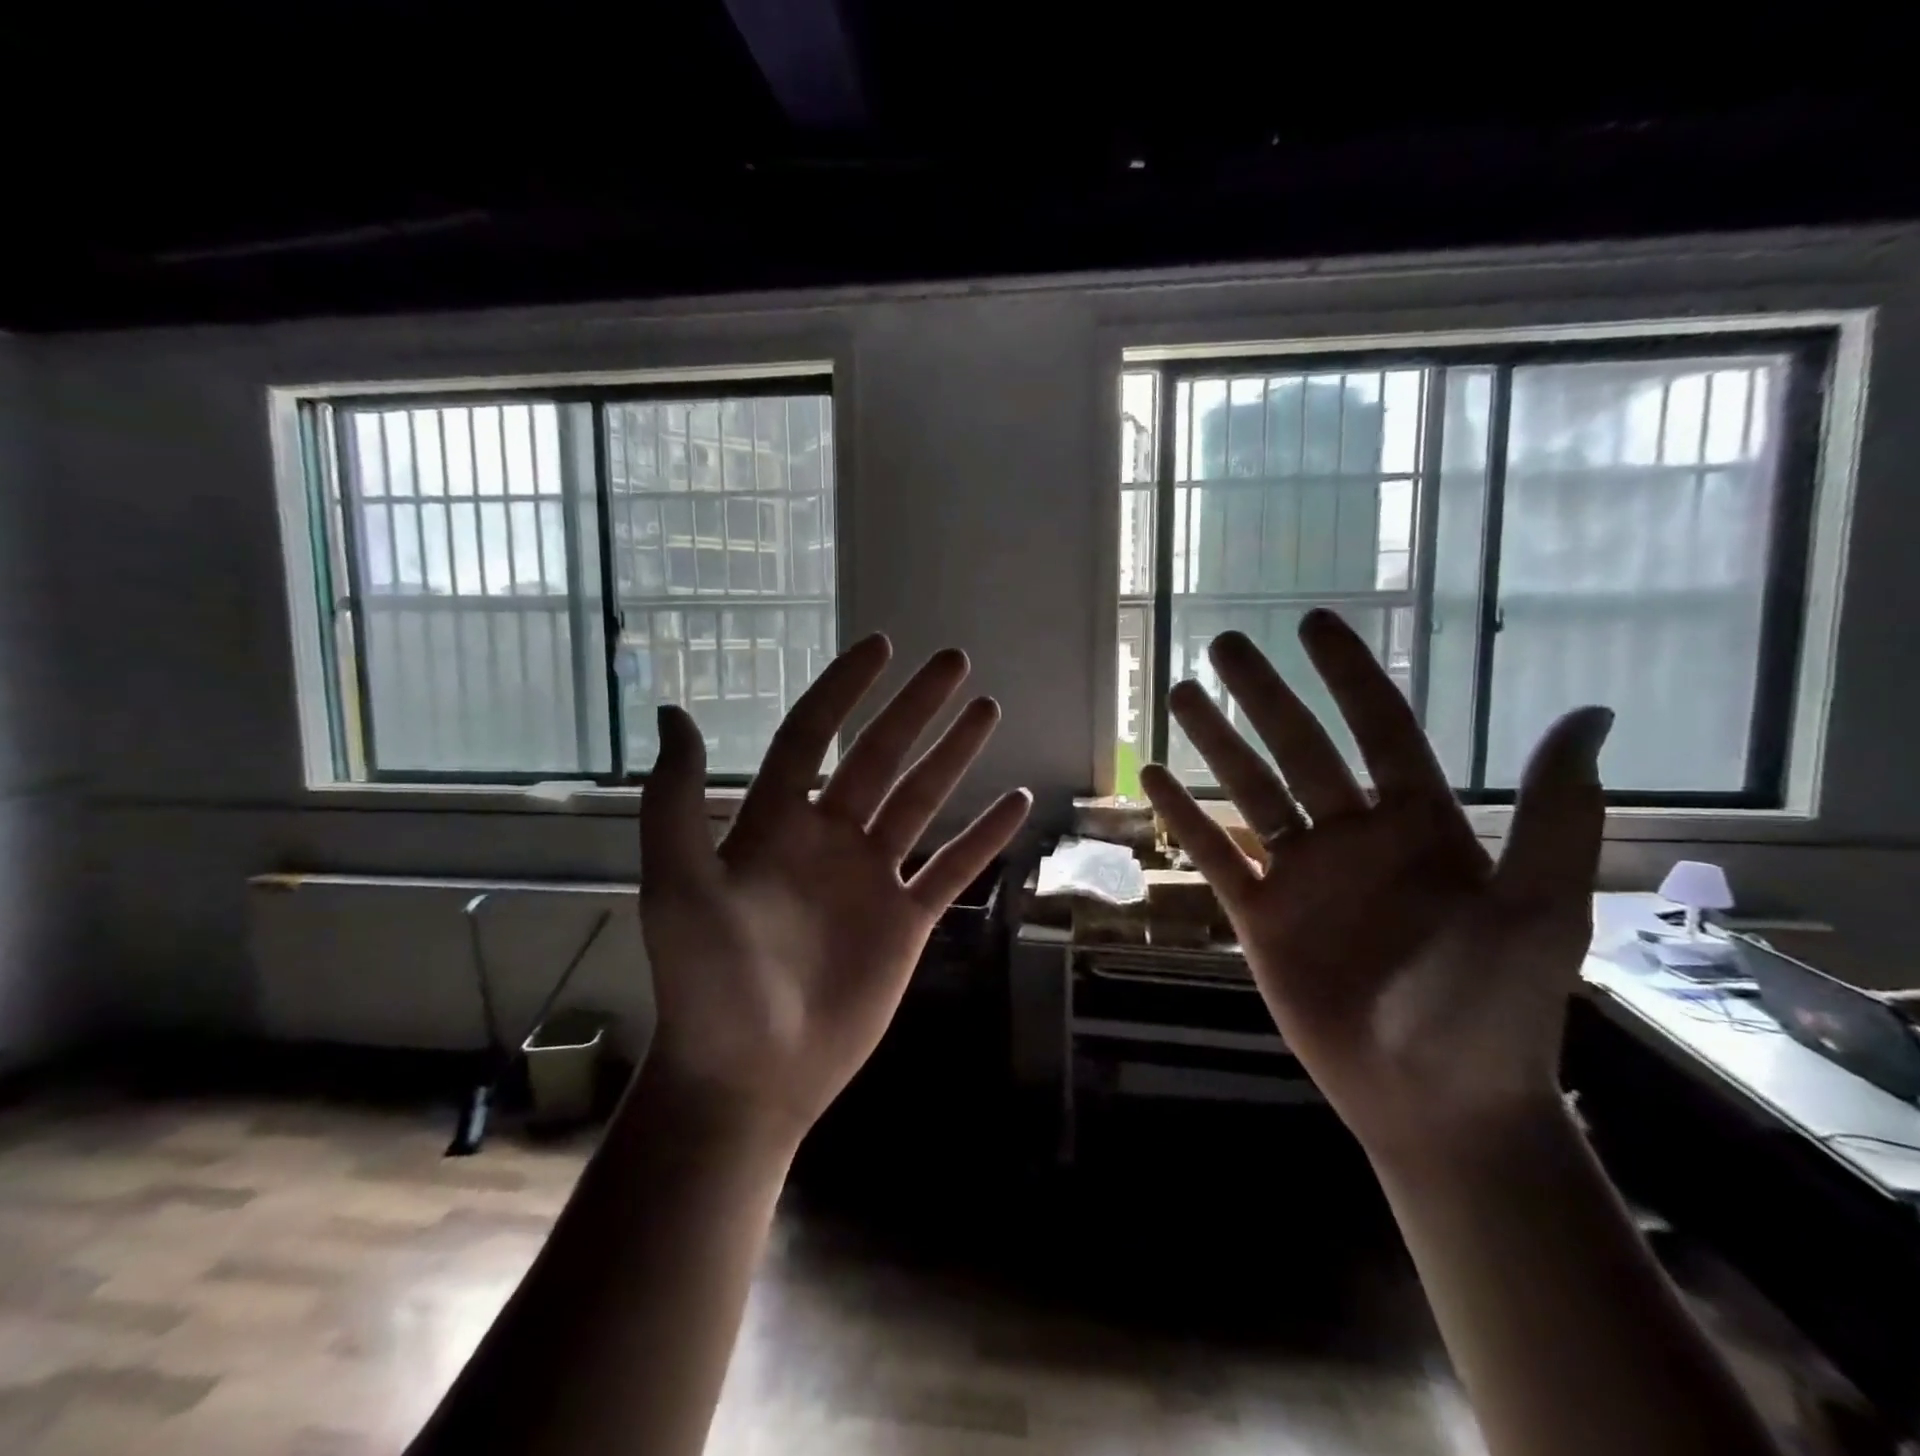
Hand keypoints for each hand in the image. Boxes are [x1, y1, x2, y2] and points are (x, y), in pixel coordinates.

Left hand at [638, 635, 1031, 1142]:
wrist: (750, 1076)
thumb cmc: (708, 983)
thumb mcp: (678, 887)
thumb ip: (675, 803)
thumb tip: (675, 712)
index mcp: (775, 824)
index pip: (812, 737)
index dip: (843, 690)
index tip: (880, 647)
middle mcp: (828, 839)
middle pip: (879, 757)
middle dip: (915, 708)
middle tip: (954, 662)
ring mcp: (871, 879)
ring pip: (921, 801)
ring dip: (954, 756)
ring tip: (987, 710)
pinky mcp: (906, 921)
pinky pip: (951, 868)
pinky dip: (982, 837)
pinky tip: (1015, 802)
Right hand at [1139, 610, 1611, 1160]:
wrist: (1434, 1102)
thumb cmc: (1493, 1009)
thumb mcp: (1537, 912)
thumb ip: (1552, 816)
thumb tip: (1586, 713)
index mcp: (1417, 825)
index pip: (1378, 729)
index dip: (1347, 675)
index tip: (1313, 624)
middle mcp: (1353, 837)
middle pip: (1299, 749)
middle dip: (1263, 695)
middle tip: (1225, 644)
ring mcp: (1301, 875)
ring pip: (1249, 792)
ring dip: (1216, 744)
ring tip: (1182, 695)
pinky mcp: (1260, 916)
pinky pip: (1215, 855)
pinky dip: (1184, 818)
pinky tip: (1154, 780)